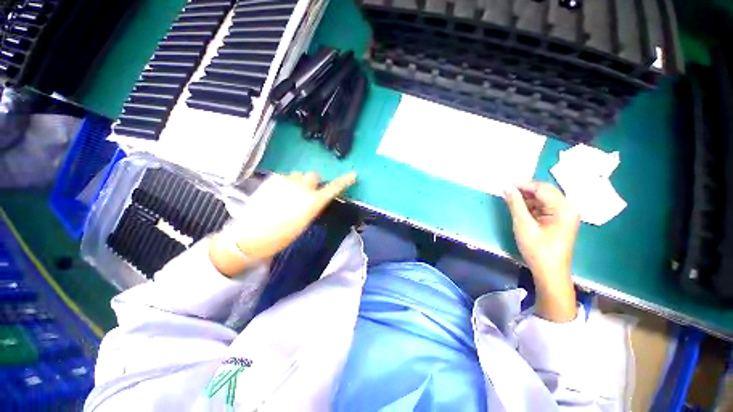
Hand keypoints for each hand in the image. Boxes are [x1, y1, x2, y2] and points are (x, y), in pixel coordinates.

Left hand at [209, 171, 356, 276]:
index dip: (344, 181)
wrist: (251, 235)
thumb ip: (312, 206)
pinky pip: (285, 177)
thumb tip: (314, 197)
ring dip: (298, 182)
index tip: (353, 175)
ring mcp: (287, 181)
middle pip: (314, 176)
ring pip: (298, 175)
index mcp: (313, 202)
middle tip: (305, 193)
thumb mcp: (303, 222)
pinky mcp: (273, 179)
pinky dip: (285, 183)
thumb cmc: (281, 236)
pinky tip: (276, 194)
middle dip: (312, 182)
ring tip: (288, 194)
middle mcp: (303, 188)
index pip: (333, 188)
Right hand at [503, 182, 579, 321]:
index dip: (523, 185)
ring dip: (528, 199)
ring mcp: (565, 214)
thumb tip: (506, 187)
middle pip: (545, 192)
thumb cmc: (537, 249)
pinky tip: (520, 209)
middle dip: (525, 191)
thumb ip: (515, 203)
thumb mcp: (523, 224)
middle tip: (506, 191)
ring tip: (511, 200)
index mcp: (563, 208)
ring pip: (544, 199)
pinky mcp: (560, 220)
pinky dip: (532, 206)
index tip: (505, 184)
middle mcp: (568, 208)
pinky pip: (545, 207)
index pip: (542, 188)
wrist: (549, 272)